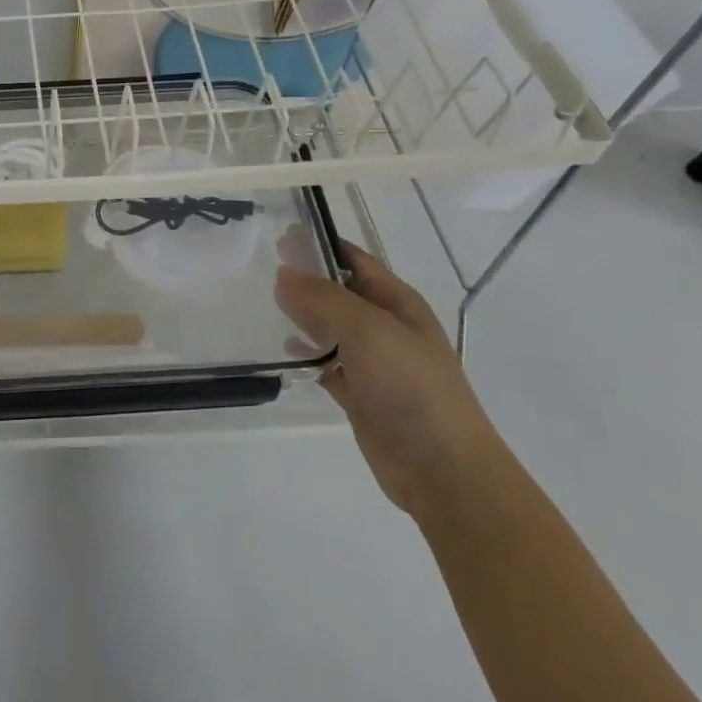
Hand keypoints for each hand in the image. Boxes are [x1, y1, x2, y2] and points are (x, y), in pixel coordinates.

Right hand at [275, 234, 500, 515]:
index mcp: (396, 302)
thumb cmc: (410, 386)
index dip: (320, 244)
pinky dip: (305, 355)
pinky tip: (282, 350)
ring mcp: (372, 361)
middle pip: (338, 291)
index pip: (353, 259)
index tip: (279, 234)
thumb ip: (323, 298)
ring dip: (301, 314)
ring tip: (262, 301)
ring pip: (328, 327)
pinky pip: (325, 363)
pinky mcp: (358, 392)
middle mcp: (384, 326)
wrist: (441, 467)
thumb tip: (284, 274)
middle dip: (304, 277)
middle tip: (261, 264)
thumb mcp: (367, 330)